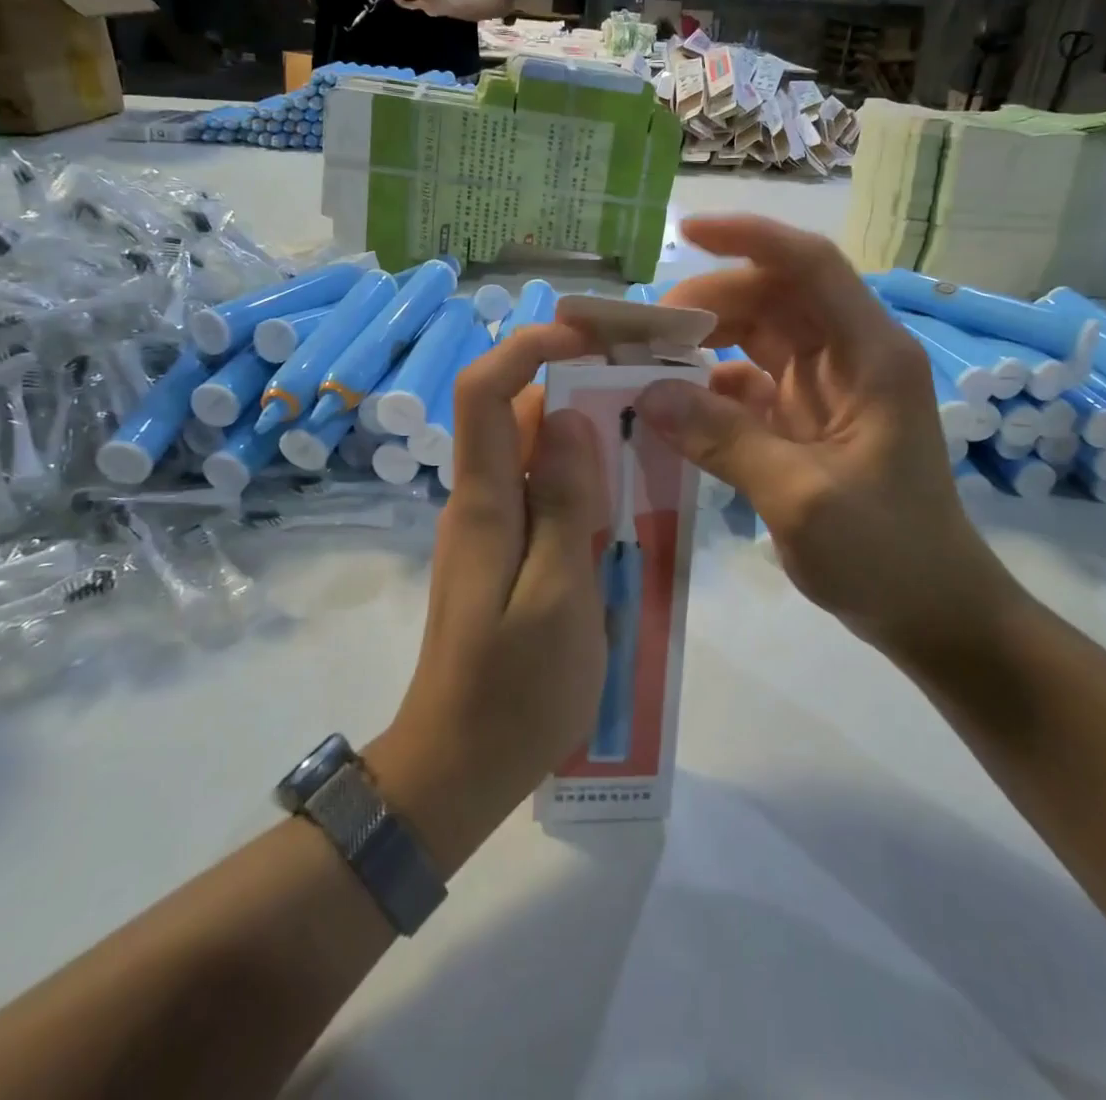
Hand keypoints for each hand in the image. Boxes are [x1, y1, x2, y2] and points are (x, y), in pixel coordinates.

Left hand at [375, 323, 606, 867]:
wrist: (457, 769)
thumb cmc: (515, 691)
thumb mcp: (559, 595)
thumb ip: (564, 503)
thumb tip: (566, 418)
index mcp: (484, 502)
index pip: (485, 391)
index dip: (528, 347)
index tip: (588, 336)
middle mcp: (478, 502)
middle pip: (513, 415)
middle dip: (571, 385)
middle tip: (642, 385)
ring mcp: (488, 530)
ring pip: (531, 455)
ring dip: (582, 436)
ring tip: (647, 437)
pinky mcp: (504, 557)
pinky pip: (540, 496)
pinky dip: (580, 482)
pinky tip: (625, 502)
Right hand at [636, 215, 1017, 657]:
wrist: (932, 613)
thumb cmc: (887, 553)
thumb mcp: (802, 497)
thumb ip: (724, 441)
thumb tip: (650, 393)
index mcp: (870, 355)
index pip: (810, 267)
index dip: (750, 238)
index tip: (685, 232)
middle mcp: (849, 358)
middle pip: (774, 299)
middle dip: (708, 302)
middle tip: (642, 333)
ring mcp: (826, 390)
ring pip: (757, 339)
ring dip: (704, 343)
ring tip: (644, 361)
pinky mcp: (805, 423)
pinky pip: (749, 388)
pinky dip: (709, 392)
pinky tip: (670, 408)